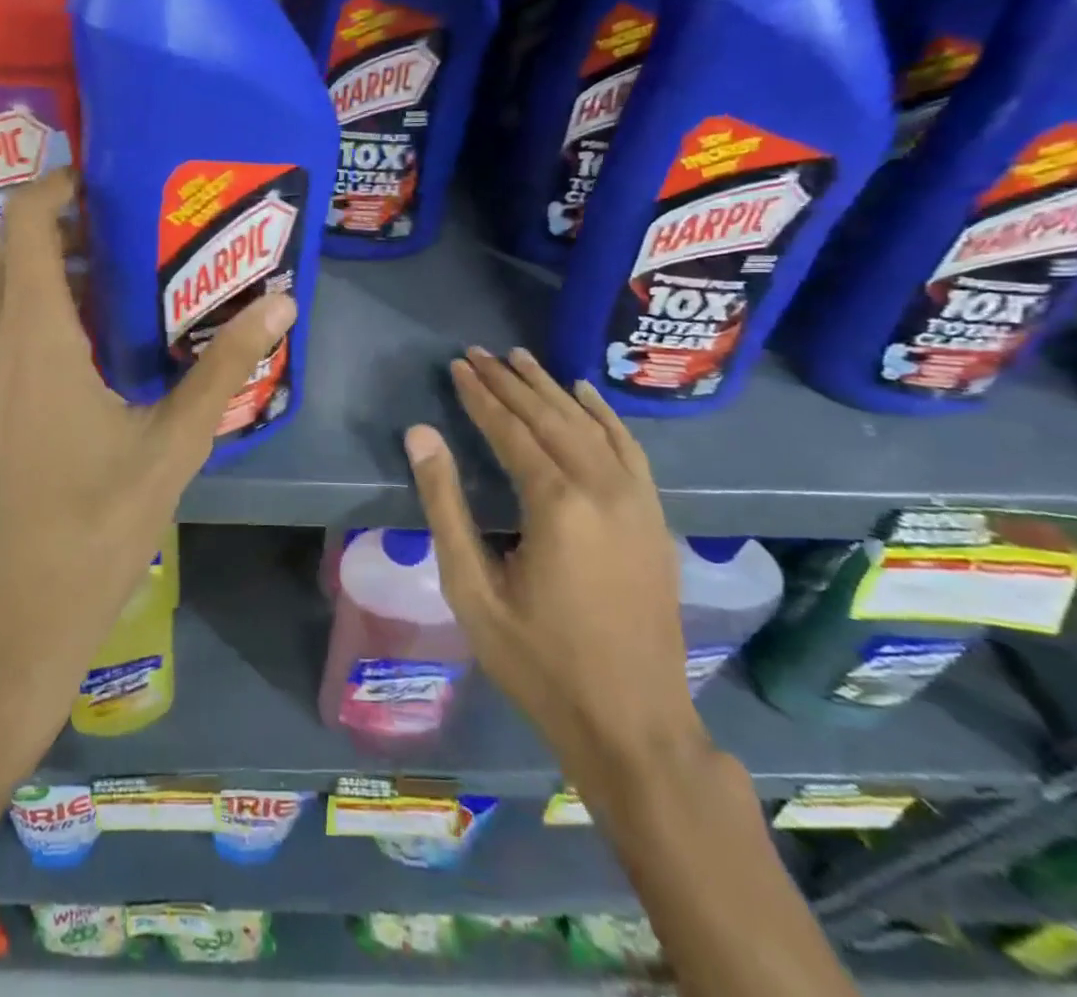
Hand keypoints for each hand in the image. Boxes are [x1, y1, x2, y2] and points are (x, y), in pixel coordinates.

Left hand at [0, 169, 296, 775]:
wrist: (0, 628)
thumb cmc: (90, 532)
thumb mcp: (171, 447)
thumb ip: (223, 369)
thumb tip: (280, 306)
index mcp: (31, 338)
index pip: (24, 222)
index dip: (57, 185)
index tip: (106, 183)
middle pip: (12, 255)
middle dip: (63, 232)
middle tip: (131, 238)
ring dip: (45, 280)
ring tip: (115, 294)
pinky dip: (26, 322)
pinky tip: (77, 361)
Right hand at [406, 347, 708, 798]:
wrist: (632, 724)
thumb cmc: (539, 662)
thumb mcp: (472, 590)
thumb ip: (445, 506)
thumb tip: (421, 435)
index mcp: (557, 505)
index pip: (511, 430)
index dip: (480, 395)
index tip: (457, 365)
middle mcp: (603, 488)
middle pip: (550, 417)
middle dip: (510, 382)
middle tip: (478, 352)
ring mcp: (637, 501)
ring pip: (589, 424)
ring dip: (552, 388)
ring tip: (521, 358)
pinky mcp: (655, 517)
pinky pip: (629, 448)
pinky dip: (605, 414)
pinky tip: (586, 394)